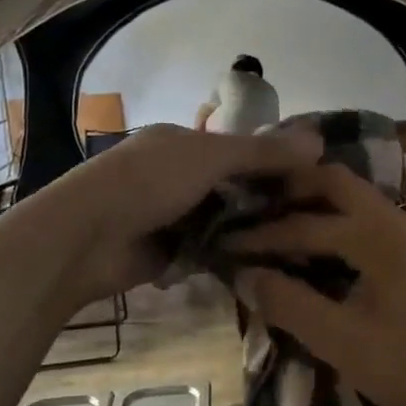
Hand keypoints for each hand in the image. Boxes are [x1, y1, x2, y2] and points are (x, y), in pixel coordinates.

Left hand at [32, 123, 321, 307]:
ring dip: (249, 232)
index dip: (273, 160)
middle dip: (265, 200)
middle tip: (314, 218)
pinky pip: (209, 252)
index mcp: (182, 142)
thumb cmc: (148, 182)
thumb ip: (262, 152)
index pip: (238, 147)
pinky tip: (265, 266)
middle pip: (233, 186)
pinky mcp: (167, 253)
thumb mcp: (209, 157)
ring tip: (299, 245)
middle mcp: (177, 175)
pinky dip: (229, 257)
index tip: (312, 180)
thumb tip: (319, 140)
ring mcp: (171, 215)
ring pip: (223, 221)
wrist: (86, 238)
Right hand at [218, 164, 405, 405]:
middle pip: (334, 183)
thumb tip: (245, 275)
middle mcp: (393, 222)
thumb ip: (289, 304)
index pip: (302, 223)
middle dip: (291, 191)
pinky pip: (367, 222)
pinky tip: (319, 250)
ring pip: (354, 200)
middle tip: (252, 208)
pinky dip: (336, 224)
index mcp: (374, 234)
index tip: (224, 244)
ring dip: (316, 204)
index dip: (260, 236)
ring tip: (278, 222)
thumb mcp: (341, 340)